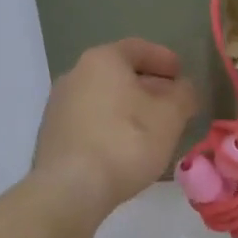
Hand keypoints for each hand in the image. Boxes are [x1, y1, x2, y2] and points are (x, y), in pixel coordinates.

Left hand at [33, 39, 198, 216]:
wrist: (71, 188)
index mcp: (102, 60)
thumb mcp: (170, 117)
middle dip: (149, 86)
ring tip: (154, 128)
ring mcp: (59, 106)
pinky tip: (128, 147)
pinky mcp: (53, 136)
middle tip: (173, 103)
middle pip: (119, 73)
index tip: (182, 73)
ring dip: (130, 108)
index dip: (164, 59)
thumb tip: (184, 89)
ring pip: (104, 98)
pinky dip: (112, 126)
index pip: (138, 48)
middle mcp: (75, 75)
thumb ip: (183, 95)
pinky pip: (91, 121)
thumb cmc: (126, 142)